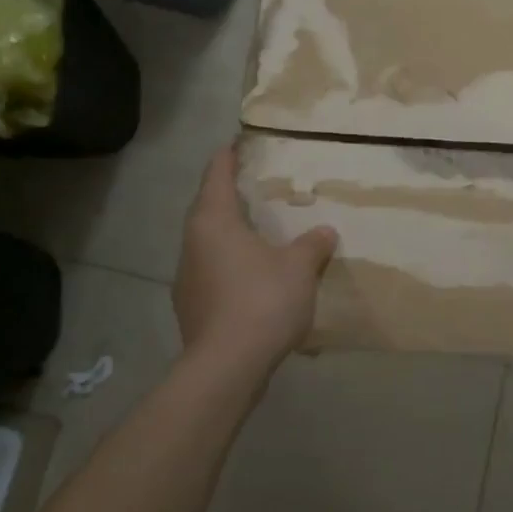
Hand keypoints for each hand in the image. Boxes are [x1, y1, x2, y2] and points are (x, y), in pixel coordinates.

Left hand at [172, 147, 338, 378]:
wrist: (226, 368)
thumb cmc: (261, 300)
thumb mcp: (299, 266)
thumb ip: (312, 244)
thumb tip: (324, 232)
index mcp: (213, 221)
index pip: (217, 174)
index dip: (228, 156)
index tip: (237, 143)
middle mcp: (192, 243)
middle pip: (208, 208)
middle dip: (229, 195)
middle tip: (256, 186)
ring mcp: (187, 278)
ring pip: (209, 243)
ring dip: (230, 234)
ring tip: (258, 231)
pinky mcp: (192, 308)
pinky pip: (213, 272)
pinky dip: (231, 265)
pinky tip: (253, 277)